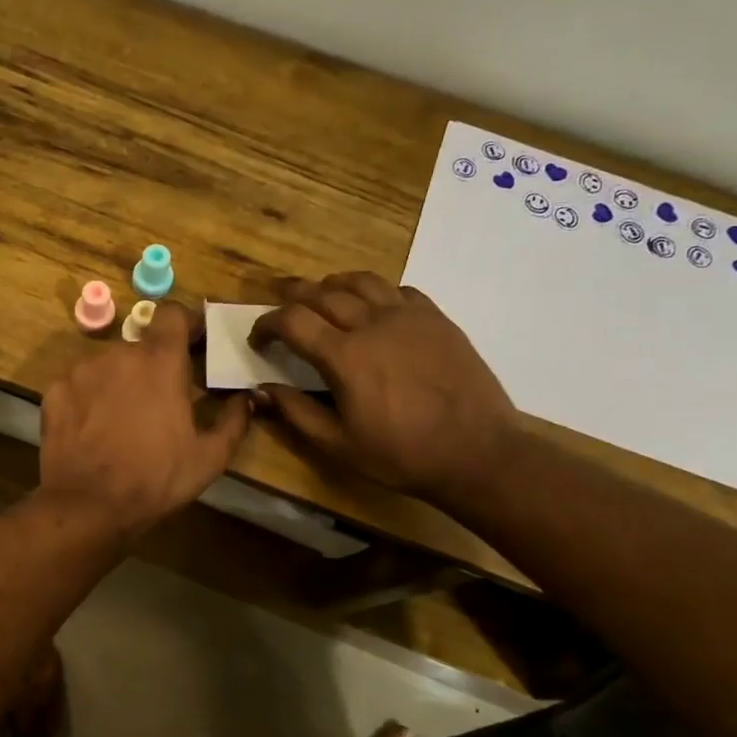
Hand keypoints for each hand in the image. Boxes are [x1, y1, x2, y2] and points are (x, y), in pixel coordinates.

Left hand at [40, 302, 252, 540]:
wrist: (87, 506)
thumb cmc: (155, 479)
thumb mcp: (209, 458)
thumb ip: (234, 420)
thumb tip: (245, 398)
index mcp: (159, 361)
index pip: (173, 313)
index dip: (186, 324)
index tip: (194, 344)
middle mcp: (118, 354)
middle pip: (141, 345)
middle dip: (153, 366)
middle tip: (161, 400)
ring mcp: (80, 371)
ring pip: (108, 365)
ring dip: (120, 381)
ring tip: (123, 420)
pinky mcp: (54, 391)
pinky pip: (79, 385)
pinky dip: (89, 398)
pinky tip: (93, 429)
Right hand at [250, 273, 516, 509]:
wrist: (478, 452)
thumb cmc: (402, 455)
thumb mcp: (338, 445)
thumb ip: (296, 412)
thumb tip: (261, 389)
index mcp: (344, 356)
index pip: (292, 320)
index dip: (267, 323)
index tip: (258, 339)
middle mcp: (373, 324)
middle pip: (323, 292)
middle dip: (293, 295)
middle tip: (279, 305)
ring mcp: (409, 316)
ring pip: (362, 281)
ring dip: (333, 284)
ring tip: (322, 294)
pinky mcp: (437, 319)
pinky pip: (399, 290)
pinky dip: (375, 292)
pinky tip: (374, 308)